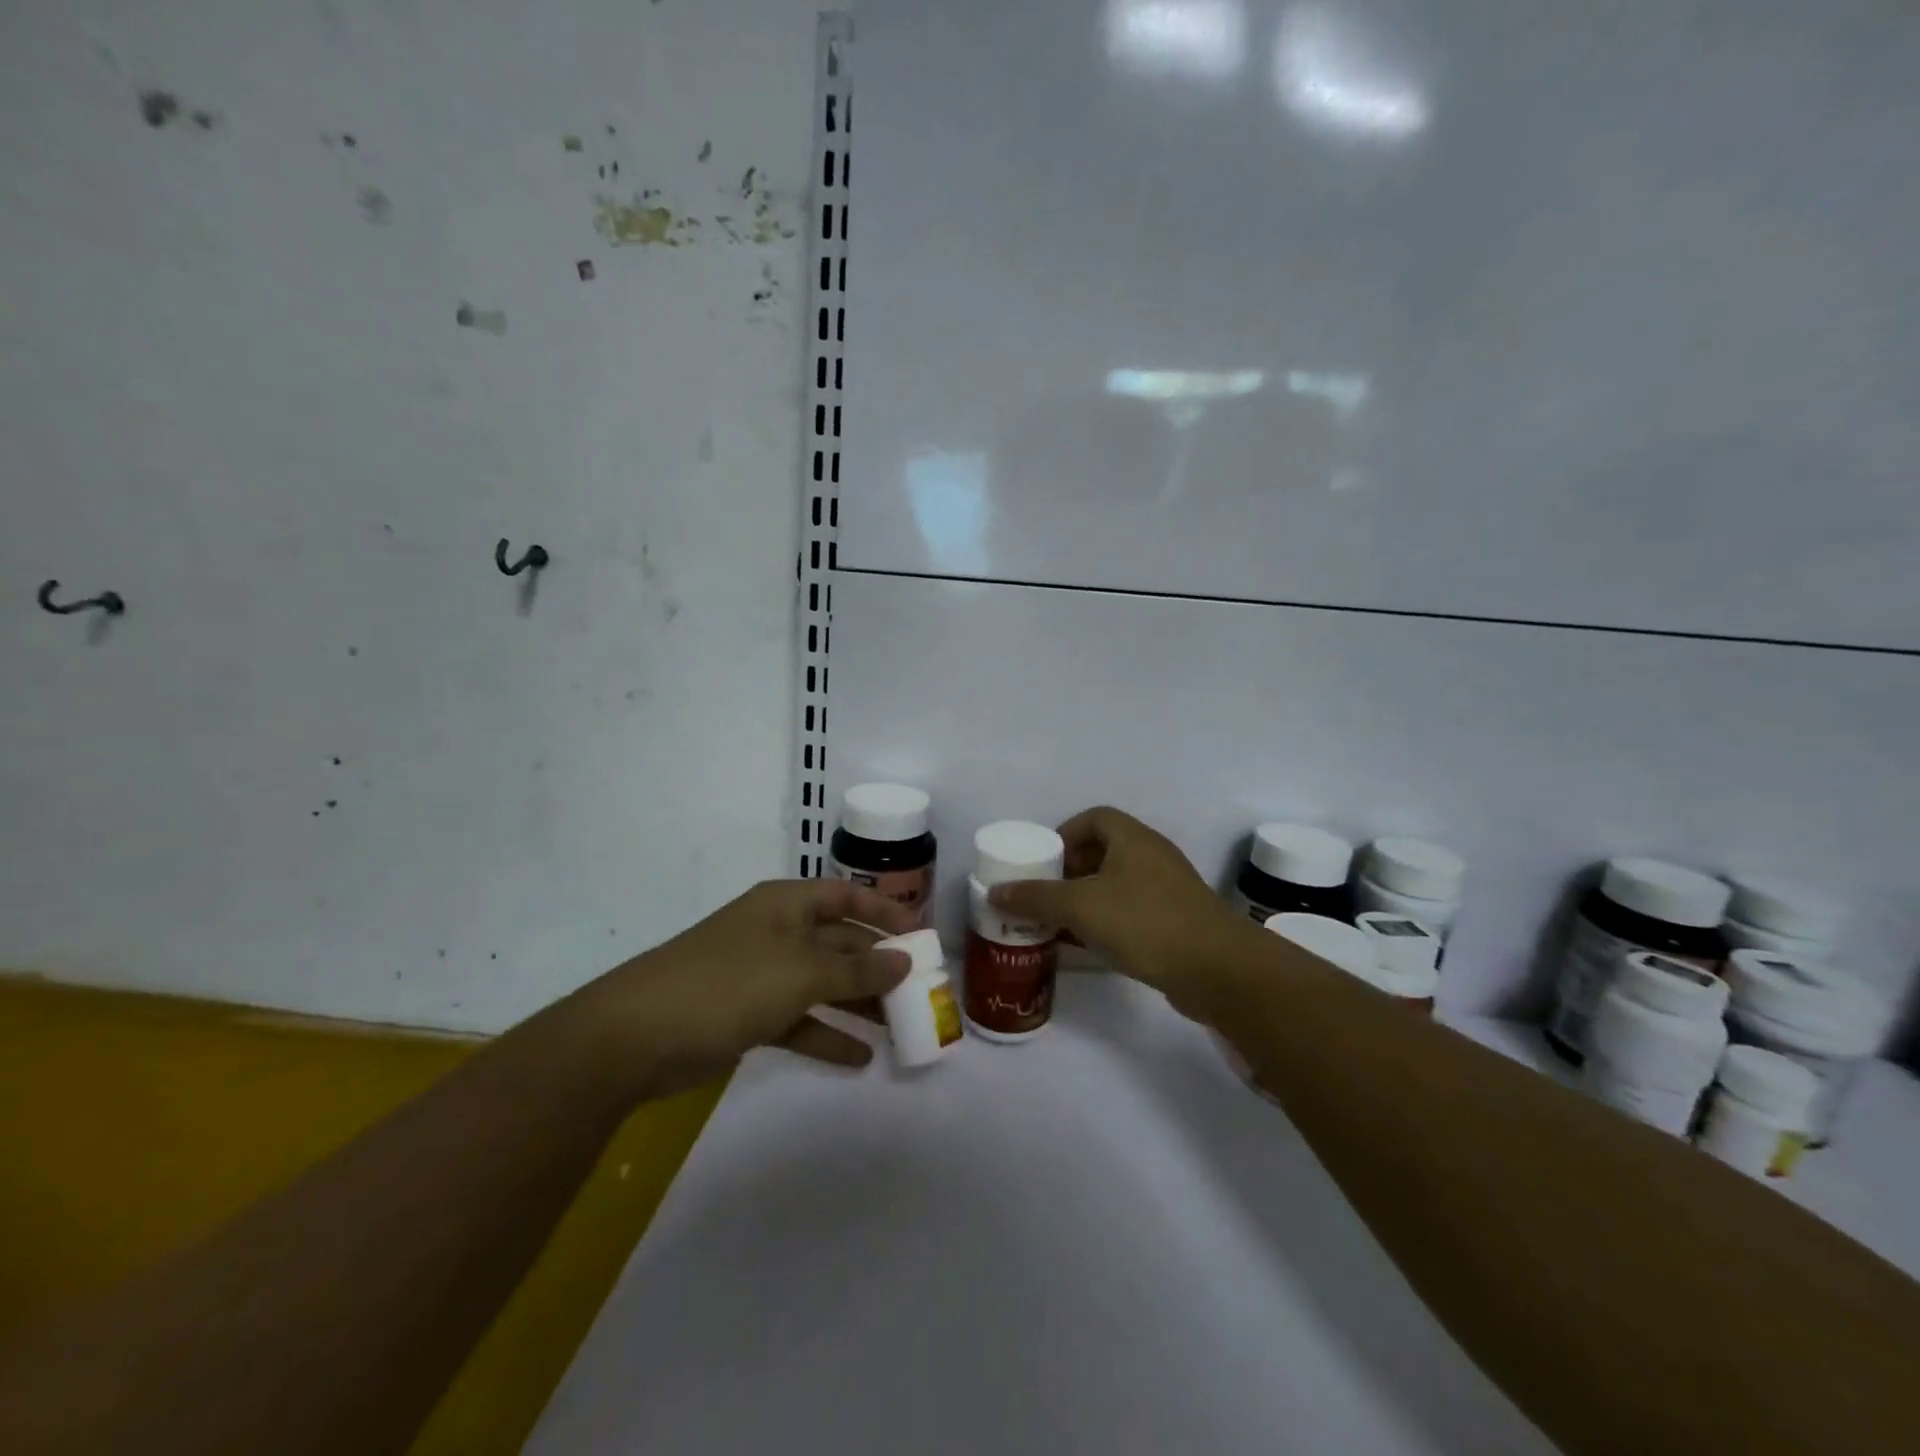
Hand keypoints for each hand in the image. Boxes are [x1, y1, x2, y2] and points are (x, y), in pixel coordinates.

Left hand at [587, 879, 916, 1096]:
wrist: (637, 1035)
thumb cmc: (730, 983)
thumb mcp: (803, 973)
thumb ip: (857, 970)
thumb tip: (905, 961)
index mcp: (787, 905)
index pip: (847, 897)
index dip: (884, 911)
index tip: (921, 936)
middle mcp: (777, 932)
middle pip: (838, 942)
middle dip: (877, 965)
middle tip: (918, 990)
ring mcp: (760, 975)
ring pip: (822, 984)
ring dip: (858, 1004)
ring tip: (899, 1027)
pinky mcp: (747, 1015)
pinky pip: (799, 1019)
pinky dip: (826, 1035)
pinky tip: (859, 1057)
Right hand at [987, 807, 1252, 1013]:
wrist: (1218, 970)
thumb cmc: (1146, 923)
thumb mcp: (1081, 907)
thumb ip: (1036, 898)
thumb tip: (994, 892)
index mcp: (1132, 839)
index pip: (1094, 818)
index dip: (1065, 834)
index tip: (1043, 862)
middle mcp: (1151, 856)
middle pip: (1103, 851)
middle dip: (1070, 871)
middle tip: (1044, 895)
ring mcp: (1167, 890)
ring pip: (1117, 885)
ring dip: (1087, 900)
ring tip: (1058, 923)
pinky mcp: (1176, 922)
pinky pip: (1131, 912)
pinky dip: (1107, 922)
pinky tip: (1089, 947)